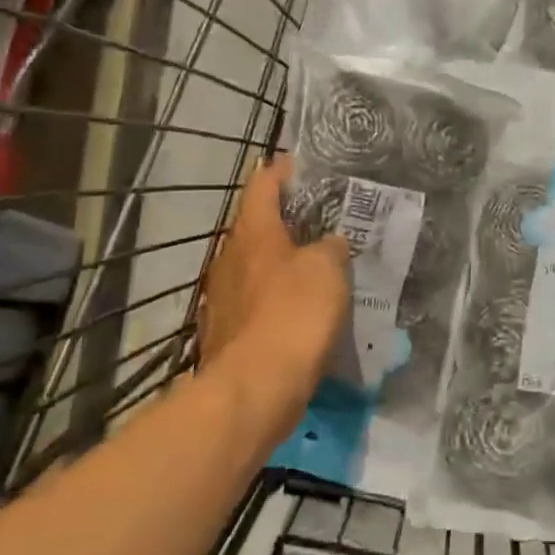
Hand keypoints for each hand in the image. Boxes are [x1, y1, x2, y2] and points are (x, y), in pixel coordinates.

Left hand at [197, 155, 348, 433]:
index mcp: (252, 231)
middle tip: (322, 218)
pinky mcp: (226, 331)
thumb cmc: (292, 314)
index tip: (304, 165)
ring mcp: (223, 296)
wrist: (254, 389)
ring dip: (282, 260)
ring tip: (317, 263)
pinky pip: (255, 300)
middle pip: (256, 224)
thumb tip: (329, 244)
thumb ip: (331, 247)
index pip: (262, 183)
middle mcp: (230, 256)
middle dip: (286, 218)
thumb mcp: (327, 269)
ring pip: (255, 264)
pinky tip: (301, 308)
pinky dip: (276, 296)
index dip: (282, 170)